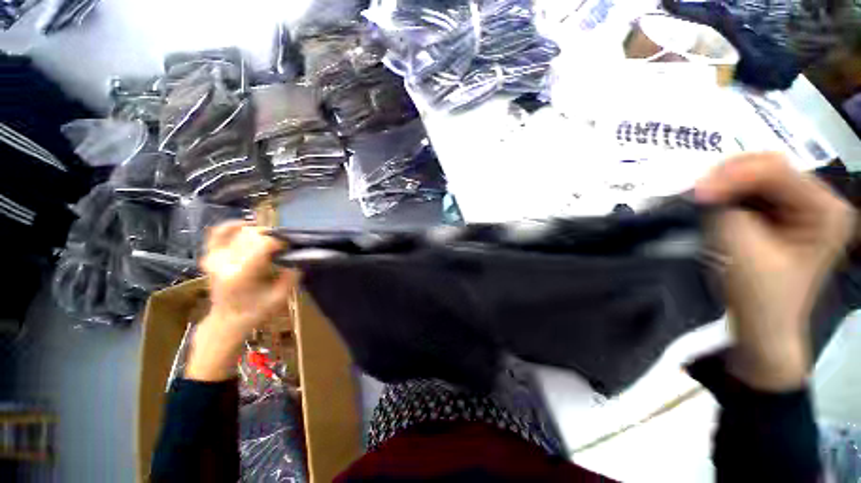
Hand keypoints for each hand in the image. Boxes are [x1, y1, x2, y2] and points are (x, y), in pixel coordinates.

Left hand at [186, 222, 297, 380]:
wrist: (227, 320)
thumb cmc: (256, 311)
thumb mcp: (280, 297)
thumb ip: (291, 276)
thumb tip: (297, 257)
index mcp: (242, 274)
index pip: (264, 244)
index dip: (280, 242)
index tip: (288, 249)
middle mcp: (225, 262)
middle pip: (252, 234)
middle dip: (271, 237)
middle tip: (280, 248)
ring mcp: (214, 258)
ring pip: (239, 231)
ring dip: (257, 233)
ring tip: (267, 241)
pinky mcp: (210, 256)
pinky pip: (218, 233)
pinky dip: (232, 227)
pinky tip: (245, 227)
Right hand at [696, 153, 853, 390]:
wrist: (762, 326)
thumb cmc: (760, 296)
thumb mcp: (743, 250)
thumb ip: (727, 212)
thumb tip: (705, 188)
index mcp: (826, 211)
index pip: (776, 170)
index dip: (733, 175)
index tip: (696, 192)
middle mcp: (820, 201)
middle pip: (769, 167)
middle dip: (728, 176)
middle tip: (695, 192)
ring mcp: (802, 206)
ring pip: (757, 176)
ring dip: (725, 184)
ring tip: (699, 197)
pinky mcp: (783, 214)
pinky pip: (751, 191)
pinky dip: (727, 194)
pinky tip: (712, 203)